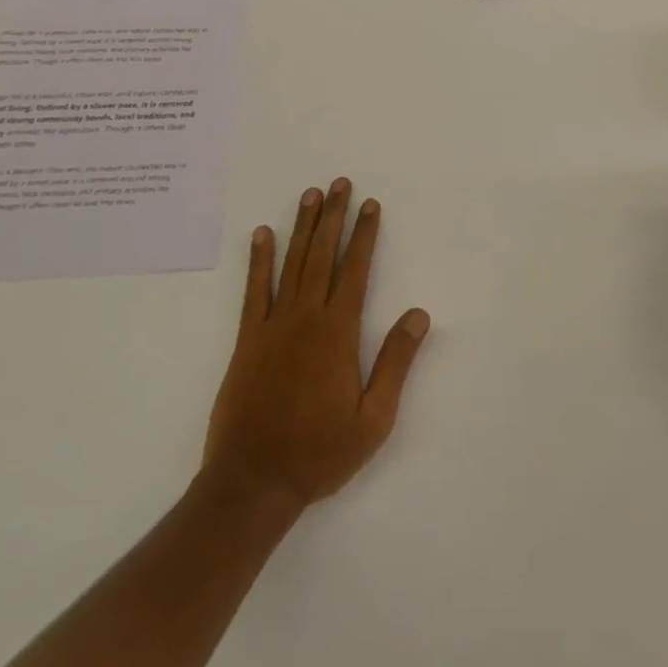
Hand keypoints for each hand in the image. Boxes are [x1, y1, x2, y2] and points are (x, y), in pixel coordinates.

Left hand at [202, 179, 430, 512]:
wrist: (252, 483)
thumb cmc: (319, 452)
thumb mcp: (373, 419)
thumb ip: (396, 362)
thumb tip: (419, 314)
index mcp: (338, 332)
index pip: (355, 270)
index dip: (365, 235)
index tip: (370, 205)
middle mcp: (306, 317)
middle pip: (323, 255)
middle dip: (334, 216)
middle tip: (339, 183)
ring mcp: (273, 326)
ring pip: (292, 263)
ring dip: (302, 227)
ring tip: (310, 195)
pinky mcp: (248, 340)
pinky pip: (254, 291)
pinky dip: (259, 260)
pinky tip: (262, 235)